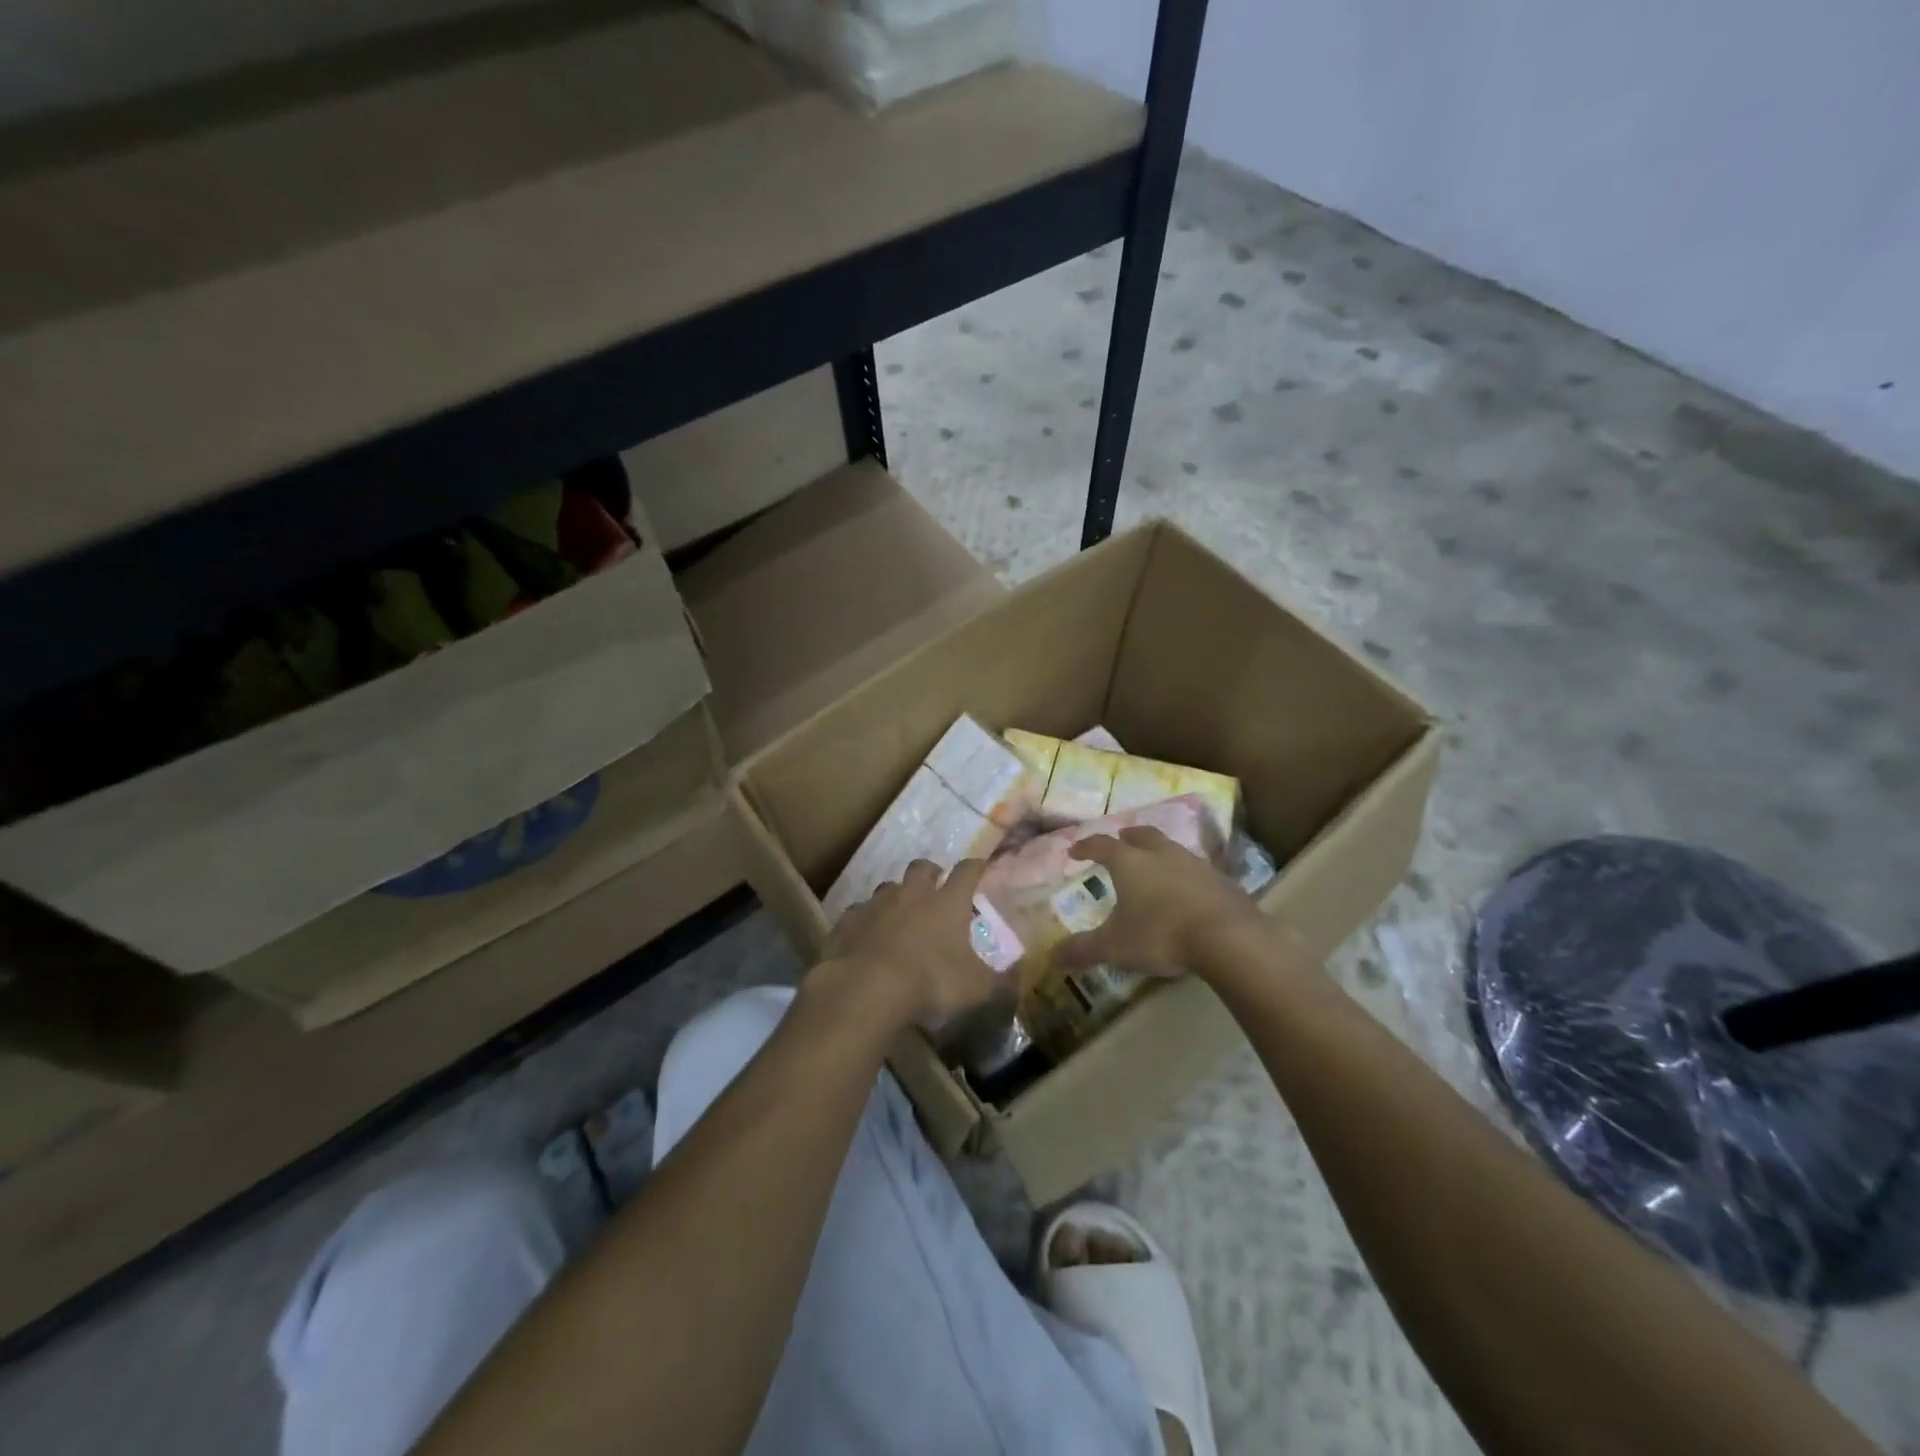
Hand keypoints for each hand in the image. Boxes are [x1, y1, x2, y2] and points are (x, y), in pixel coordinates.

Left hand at [824, 859, 1000, 1029]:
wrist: (867, 988)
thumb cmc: (930, 982)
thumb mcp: (976, 989)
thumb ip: (999, 982)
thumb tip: (1017, 978)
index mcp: (947, 902)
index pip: (967, 871)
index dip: (975, 867)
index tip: (980, 867)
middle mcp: (913, 894)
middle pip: (922, 867)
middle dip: (930, 873)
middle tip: (935, 887)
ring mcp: (877, 904)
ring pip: (888, 887)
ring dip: (896, 897)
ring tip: (900, 915)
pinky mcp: (849, 920)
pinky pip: (859, 912)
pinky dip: (866, 920)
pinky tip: (867, 936)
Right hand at [1055, 827, 1268, 978]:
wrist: (1228, 938)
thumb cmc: (1161, 934)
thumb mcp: (1115, 946)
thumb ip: (1084, 949)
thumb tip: (1052, 957)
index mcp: (1130, 862)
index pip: (1102, 845)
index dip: (1086, 847)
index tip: (1075, 851)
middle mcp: (1161, 854)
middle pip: (1142, 835)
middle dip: (1128, 837)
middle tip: (1121, 841)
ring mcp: (1194, 864)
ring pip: (1171, 848)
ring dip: (1159, 852)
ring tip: (1154, 865)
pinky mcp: (1221, 880)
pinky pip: (1196, 870)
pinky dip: (1185, 875)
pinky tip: (1186, 891)